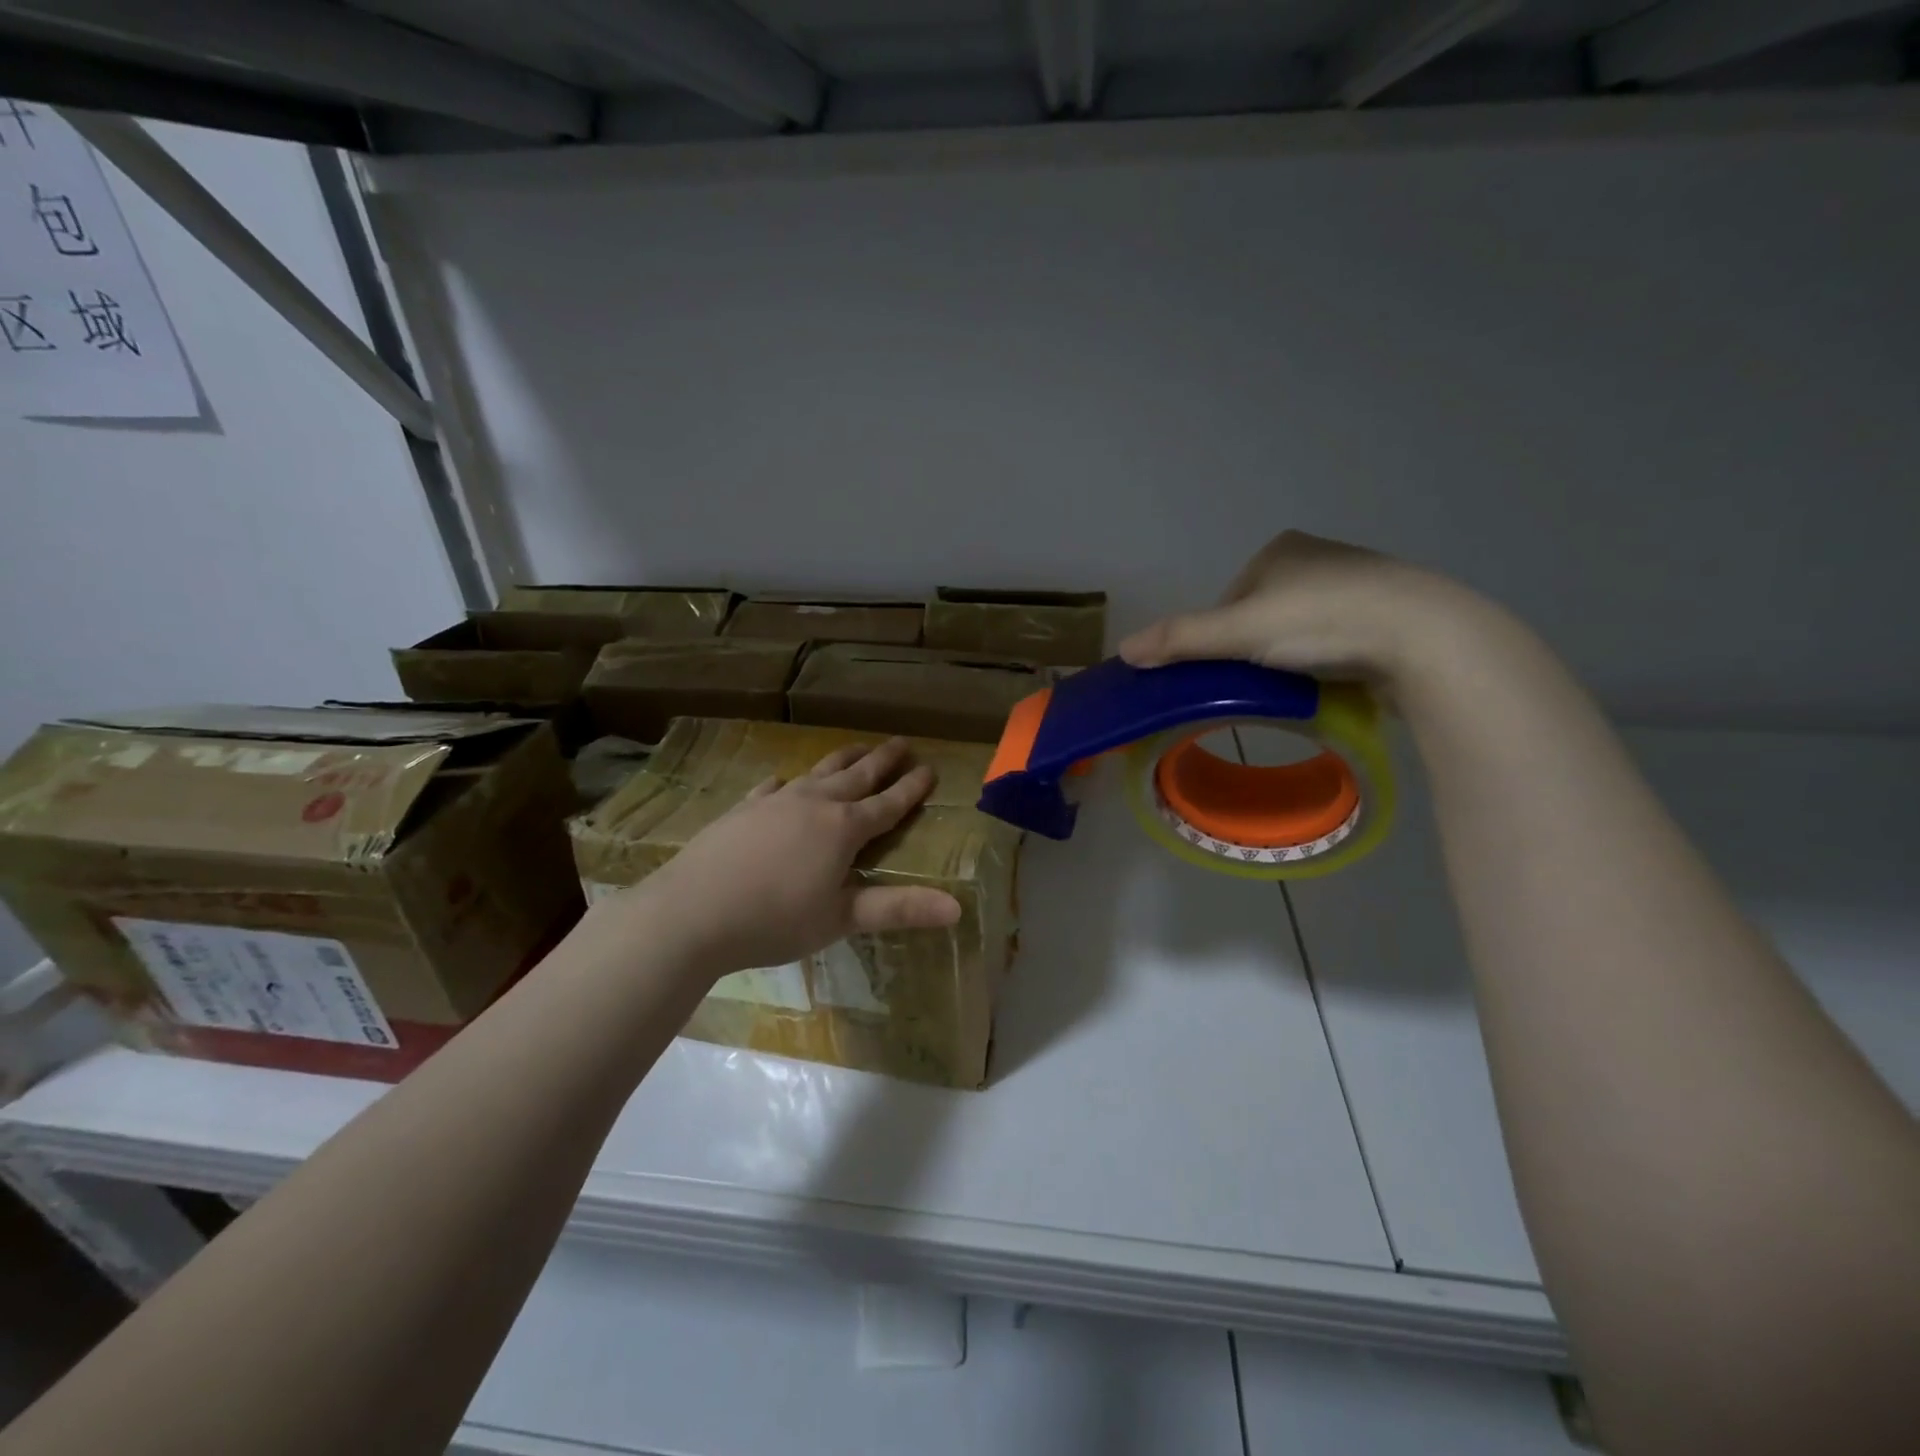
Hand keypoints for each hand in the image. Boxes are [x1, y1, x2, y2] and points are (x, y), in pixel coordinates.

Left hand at [607, 738, 961, 979]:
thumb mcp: (842, 919)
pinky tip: (783, 781)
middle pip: (856, 776)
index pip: (888, 804)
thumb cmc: (774, 920)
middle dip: (882, 760)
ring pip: (818, 772)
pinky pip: (772, 787)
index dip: (911, 788)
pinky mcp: (743, 809)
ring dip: (842, 759)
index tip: (930, 768)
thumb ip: (898, 909)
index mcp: (843, 829)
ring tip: (857, 747)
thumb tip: (957, 908)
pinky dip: (787, 782)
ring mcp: (775, 802)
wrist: (692, 912)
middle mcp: (814, 804)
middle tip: (901, 743)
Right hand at [1118, 529, 1493, 691]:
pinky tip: (1333, 679)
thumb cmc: (1322, 621)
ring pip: (1301, 629)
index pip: (1228, 600)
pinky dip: (1327, 659)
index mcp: (1279, 549)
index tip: (1229, 670)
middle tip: (1264, 683)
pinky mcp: (1388, 612)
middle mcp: (1318, 557)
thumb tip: (1122, 649)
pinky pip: (1337, 639)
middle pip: (1262, 616)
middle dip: (1257, 649)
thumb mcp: (1239, 632)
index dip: (1220, 638)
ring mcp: (1358, 582)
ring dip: (1292, 656)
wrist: (1424, 635)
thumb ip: (1181, 640)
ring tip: (1300, 685)